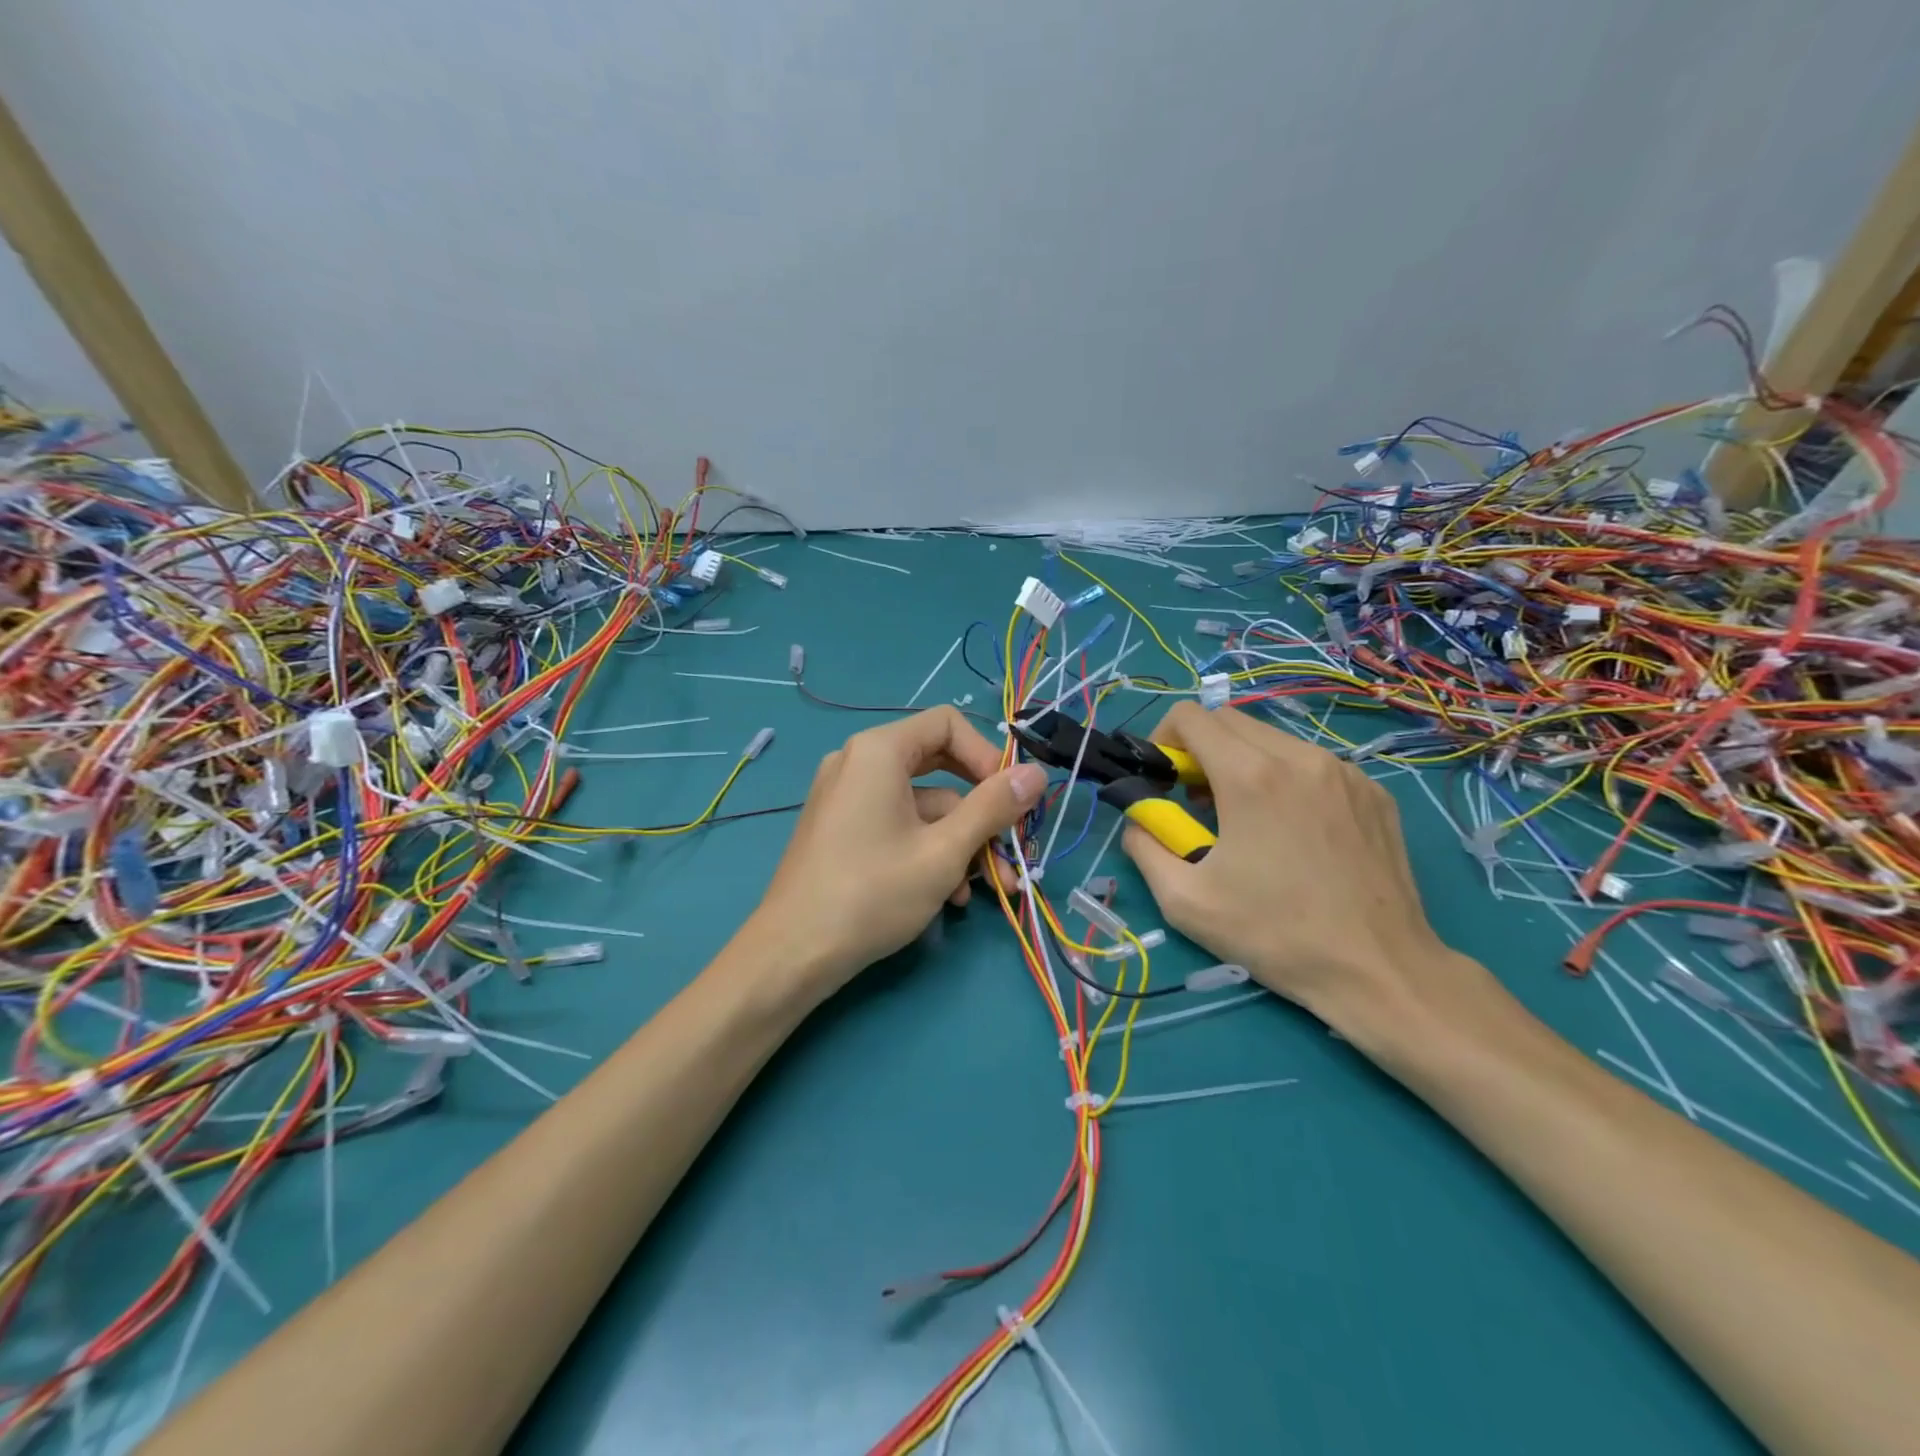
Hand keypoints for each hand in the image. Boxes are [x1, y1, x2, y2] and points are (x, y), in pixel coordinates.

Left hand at [741, 707, 1045, 1002]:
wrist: (792, 954)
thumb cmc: (872, 893)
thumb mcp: (944, 851)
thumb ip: (994, 807)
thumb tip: (1037, 773)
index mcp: (879, 751)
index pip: (948, 724)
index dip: (987, 757)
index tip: (1011, 800)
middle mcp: (859, 763)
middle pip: (940, 768)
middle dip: (982, 813)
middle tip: (1013, 848)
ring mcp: (847, 798)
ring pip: (923, 807)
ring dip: (962, 844)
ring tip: (989, 889)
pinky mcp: (843, 830)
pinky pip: (898, 826)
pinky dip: (929, 852)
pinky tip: (950, 896)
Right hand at [1120, 702, 1505, 1057]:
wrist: (1379, 971)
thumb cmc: (1274, 935)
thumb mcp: (1184, 901)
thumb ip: (1144, 845)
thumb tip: (1139, 819)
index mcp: (1251, 776)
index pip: (1192, 716)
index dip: (1164, 738)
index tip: (1164, 779)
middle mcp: (1299, 758)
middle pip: (1230, 721)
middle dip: (1200, 748)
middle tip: (1196, 800)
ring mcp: (1344, 772)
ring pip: (1273, 740)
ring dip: (1243, 762)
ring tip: (1244, 817)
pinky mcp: (1373, 792)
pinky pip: (1313, 764)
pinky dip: (1286, 779)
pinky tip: (1292, 830)